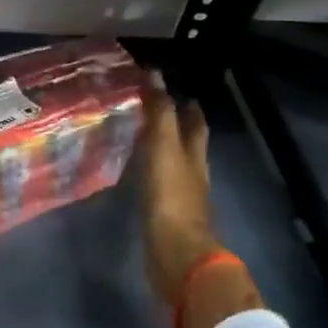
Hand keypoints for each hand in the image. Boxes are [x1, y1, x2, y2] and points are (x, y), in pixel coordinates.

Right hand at [139, 78, 221, 307]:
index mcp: (193, 154)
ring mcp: (180, 196)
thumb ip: (160, 114)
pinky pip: (158, 185)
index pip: (193, 122)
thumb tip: (155, 74)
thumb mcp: (163, 149)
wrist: (176, 253)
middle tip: (152, 110)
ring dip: (160, 150)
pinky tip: (134, 174)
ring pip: (172, 164)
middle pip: (188, 143)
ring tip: (137, 138)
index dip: (185, 104)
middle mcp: (191, 172)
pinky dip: (149, 174)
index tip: (166, 86)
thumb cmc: (171, 198)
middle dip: (176, 126)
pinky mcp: (165, 215)